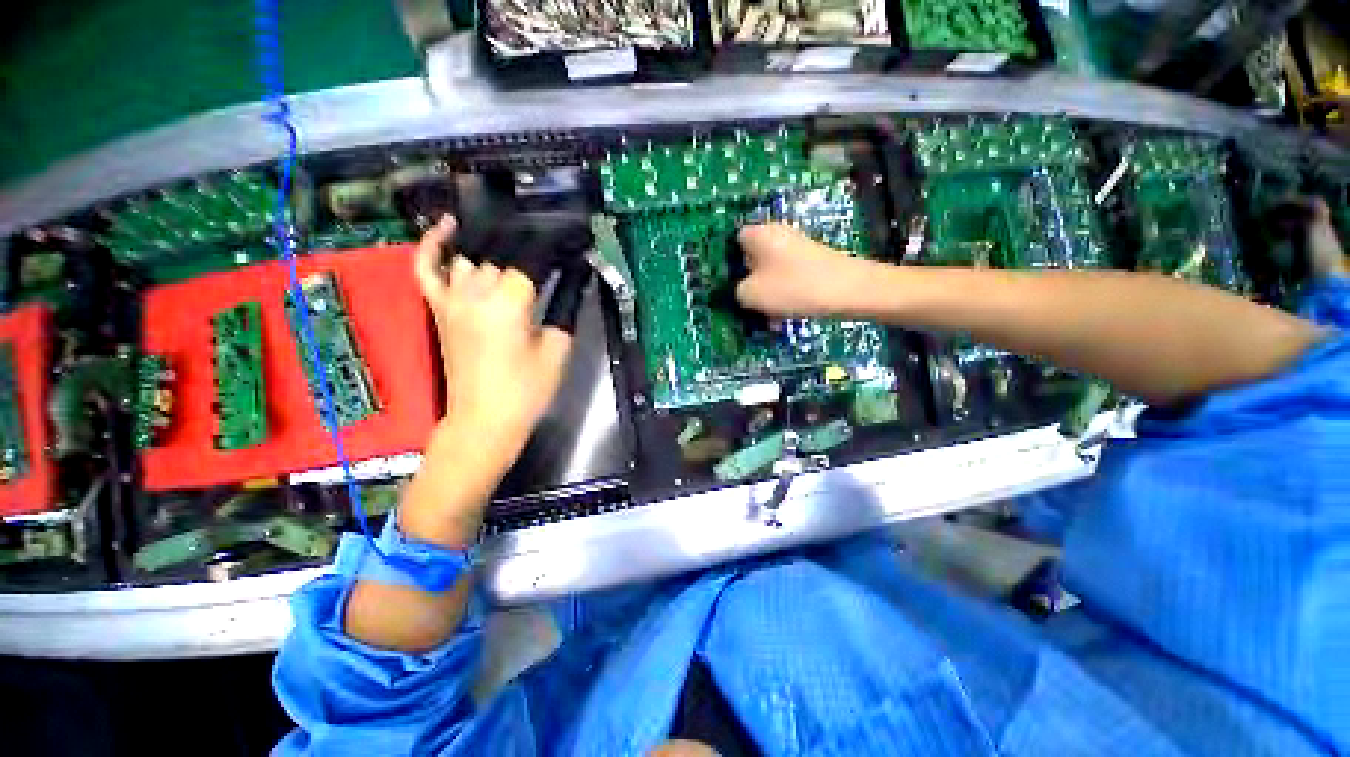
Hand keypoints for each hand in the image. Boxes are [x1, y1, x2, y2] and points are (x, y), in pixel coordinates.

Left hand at [414, 215, 573, 455]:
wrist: (485, 419)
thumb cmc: (526, 390)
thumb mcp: (558, 349)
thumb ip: (565, 310)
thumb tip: (573, 282)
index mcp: (508, 303)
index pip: (532, 259)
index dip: (555, 249)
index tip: (574, 245)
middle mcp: (475, 292)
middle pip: (503, 254)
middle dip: (529, 249)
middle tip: (554, 253)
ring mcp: (451, 298)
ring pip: (473, 257)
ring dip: (497, 249)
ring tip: (519, 246)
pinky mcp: (438, 309)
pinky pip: (427, 268)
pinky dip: (434, 244)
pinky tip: (448, 227)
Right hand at [736, 223, 876, 318]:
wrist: (848, 290)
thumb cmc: (792, 287)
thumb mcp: (750, 295)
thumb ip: (736, 291)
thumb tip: (741, 289)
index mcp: (758, 233)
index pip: (732, 242)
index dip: (728, 264)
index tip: (729, 286)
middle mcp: (776, 232)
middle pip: (752, 256)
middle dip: (747, 279)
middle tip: (746, 302)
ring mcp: (797, 245)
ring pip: (770, 269)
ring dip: (765, 290)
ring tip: (766, 313)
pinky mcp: (811, 259)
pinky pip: (787, 275)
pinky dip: (783, 291)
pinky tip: (784, 312)